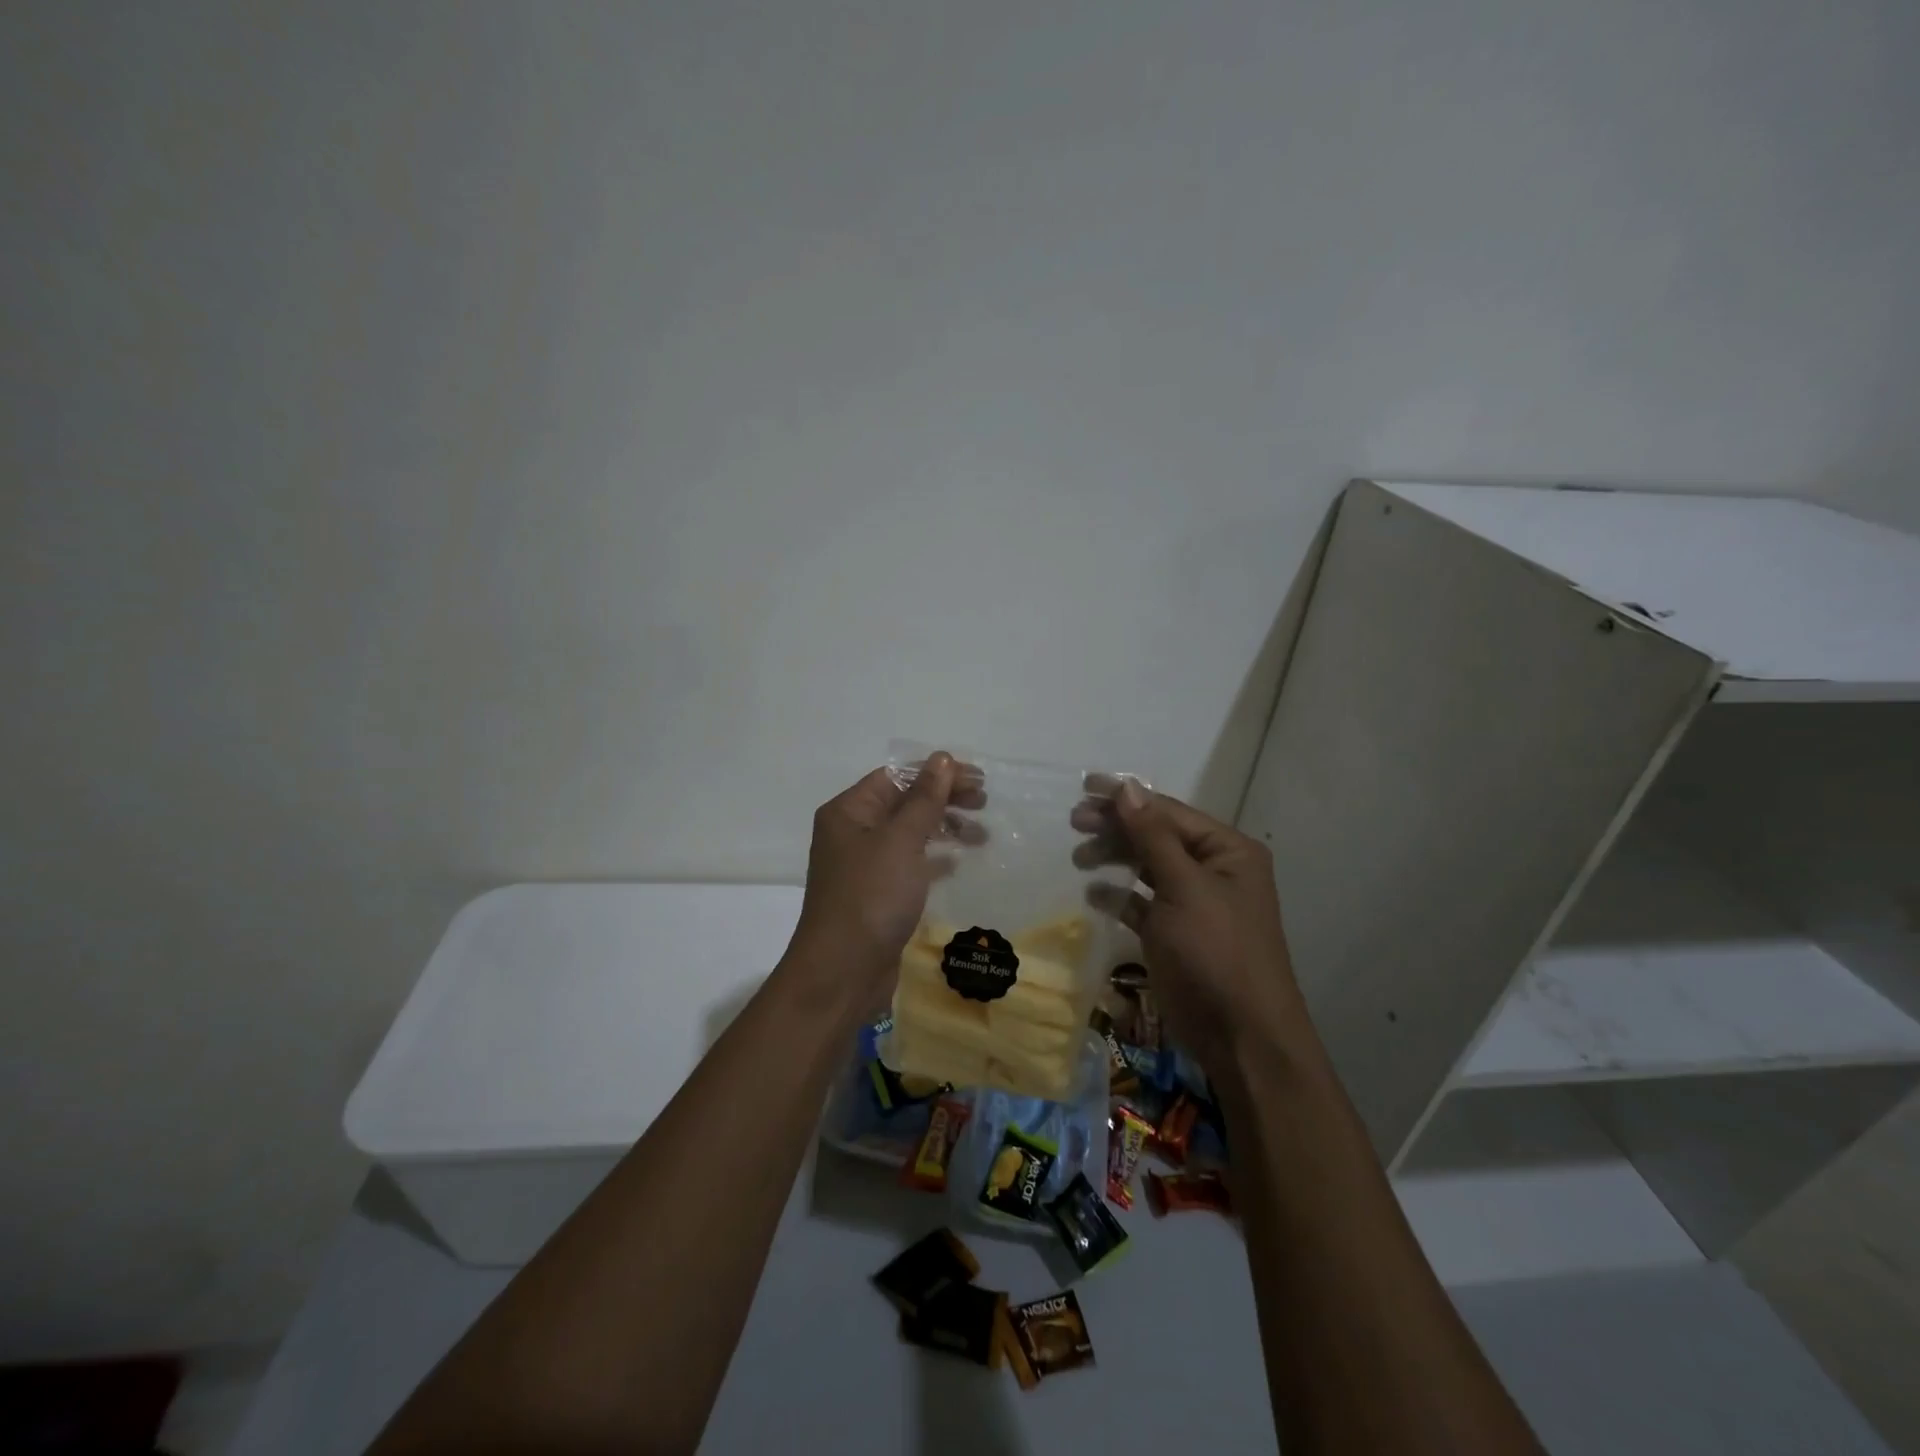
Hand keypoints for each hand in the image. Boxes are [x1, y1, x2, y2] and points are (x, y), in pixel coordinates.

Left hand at [785, 751, 964, 1019]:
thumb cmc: (871, 897)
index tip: (977, 779)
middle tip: (985, 803)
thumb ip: (925, 799)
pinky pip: (910, 864)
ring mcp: (864, 865)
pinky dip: (934, 858)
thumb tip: (942, 758)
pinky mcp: (878, 893)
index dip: (937, 773)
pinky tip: (958, 862)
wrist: (842, 973)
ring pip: (910, 833)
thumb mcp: (901, 841)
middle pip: (904, 802)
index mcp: (850, 810)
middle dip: (944, 799)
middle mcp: (853, 832)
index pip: (897, 775)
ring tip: (981, 835)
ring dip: (944, 828)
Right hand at [1076, 780, 1305, 1070]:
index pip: (1169, 812)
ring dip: (1114, 857)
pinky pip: (1142, 902)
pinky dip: (1119, 895)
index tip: (1084, 787)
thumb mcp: (1184, 887)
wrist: (1241, 1037)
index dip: (1127, 798)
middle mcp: (1213, 870)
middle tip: (1074, 822)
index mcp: (1227, 851)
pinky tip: (1094, 893)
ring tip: (1079, 858)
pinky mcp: (1175, 932)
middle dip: (1116, 827)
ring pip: (1147, 866)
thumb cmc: (1216, 952)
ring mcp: (1193, 903)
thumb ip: (1152, 835)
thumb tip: (1127, 786)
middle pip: (1156, 835)